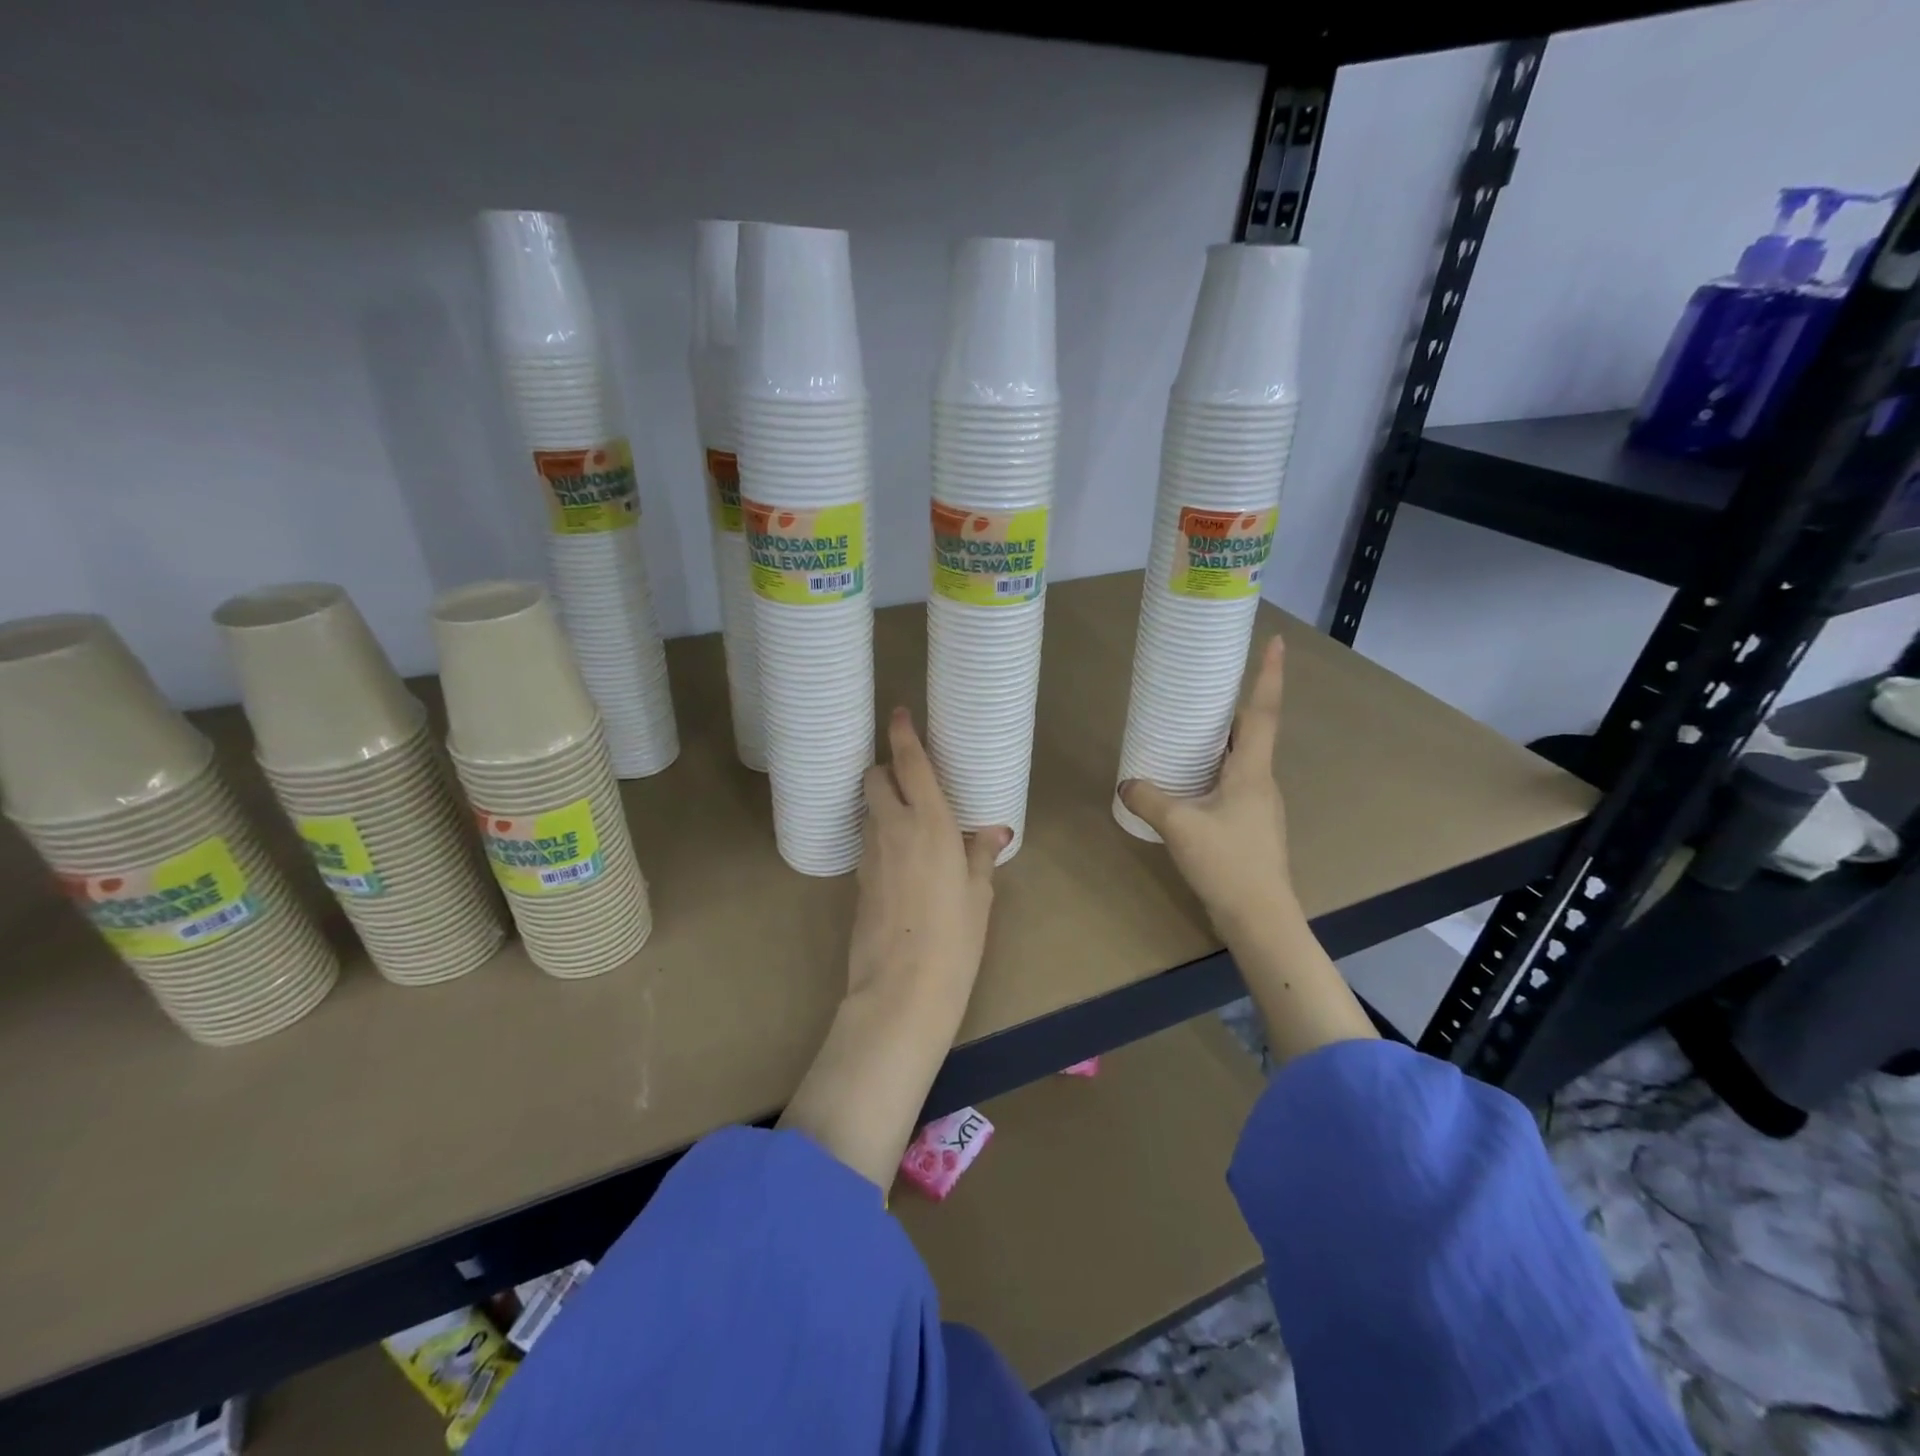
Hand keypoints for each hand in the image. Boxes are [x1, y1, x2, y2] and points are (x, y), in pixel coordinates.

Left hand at [850, 707, 1009, 1008]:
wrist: (902, 988)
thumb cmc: (955, 937)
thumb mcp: (979, 894)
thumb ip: (982, 854)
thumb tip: (995, 832)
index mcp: (930, 823)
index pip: (910, 764)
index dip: (902, 734)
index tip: (898, 713)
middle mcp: (894, 828)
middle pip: (875, 778)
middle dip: (885, 768)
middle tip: (908, 778)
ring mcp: (870, 853)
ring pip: (868, 809)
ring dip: (881, 802)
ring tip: (907, 818)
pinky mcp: (859, 878)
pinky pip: (868, 840)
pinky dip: (880, 833)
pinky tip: (900, 856)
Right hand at [1119, 635, 1376, 1062]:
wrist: (1260, 917)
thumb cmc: (1227, 862)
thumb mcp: (1179, 826)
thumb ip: (1149, 798)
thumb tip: (1127, 782)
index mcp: (1253, 771)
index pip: (1263, 712)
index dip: (1268, 675)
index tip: (1274, 641)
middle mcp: (1262, 782)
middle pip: (1254, 733)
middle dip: (1236, 706)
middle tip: (1210, 686)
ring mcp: (1260, 806)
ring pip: (1244, 761)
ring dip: (1224, 742)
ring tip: (1193, 730)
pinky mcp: (1252, 827)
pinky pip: (1234, 785)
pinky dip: (1216, 771)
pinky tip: (1191, 783)